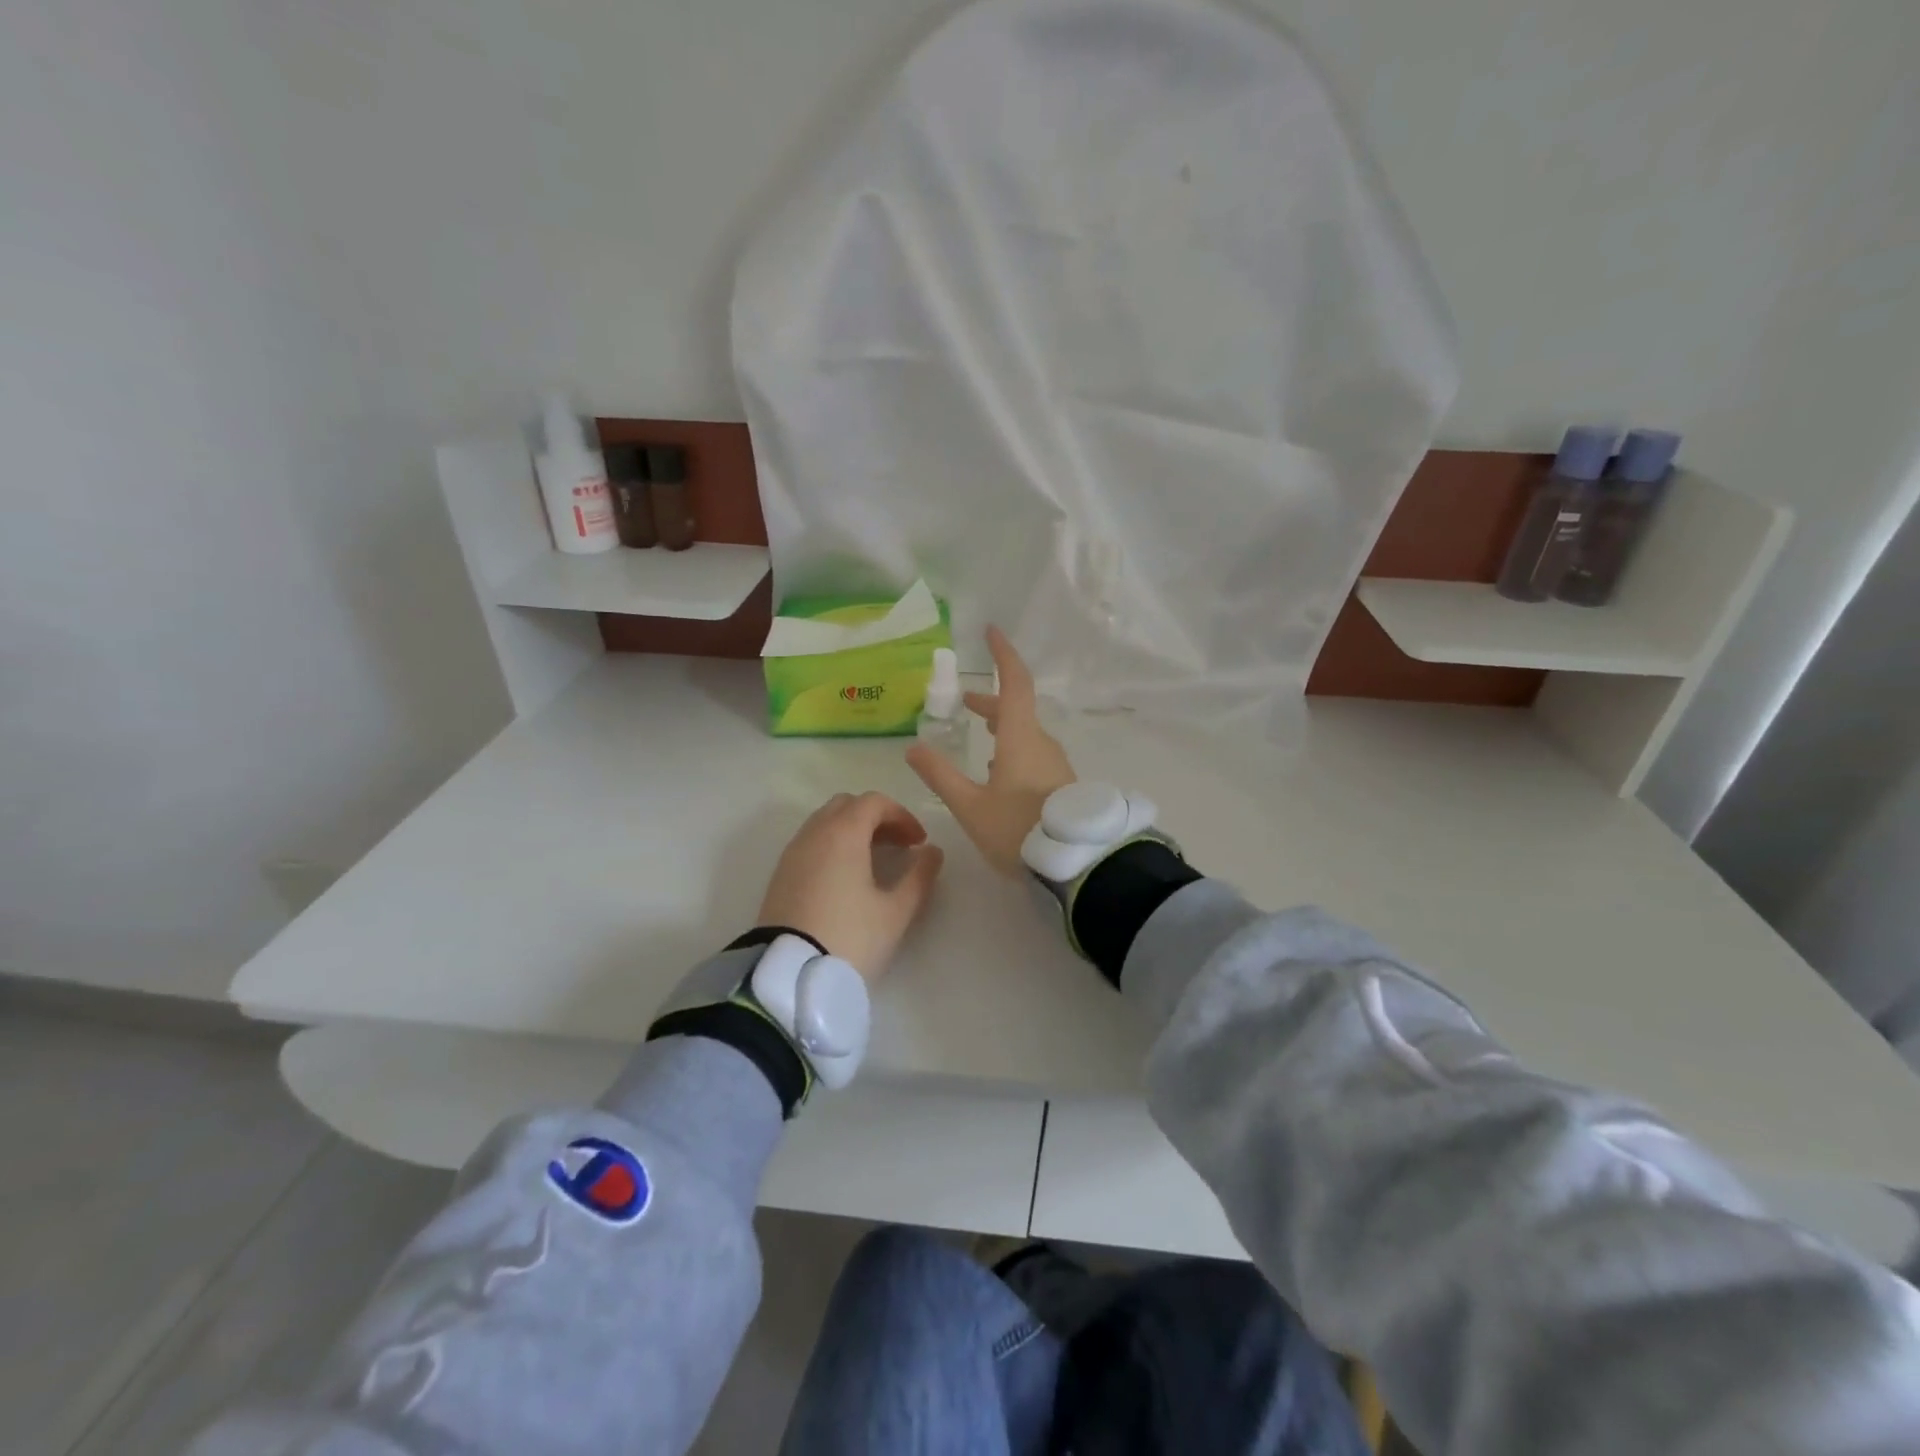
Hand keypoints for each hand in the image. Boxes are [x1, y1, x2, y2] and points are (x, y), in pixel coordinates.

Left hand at [757, 792, 944, 980]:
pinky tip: (846, 878)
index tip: (919, 842)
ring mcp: (792, 853)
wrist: (789, 976)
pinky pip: (810, 843)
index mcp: (843, 833)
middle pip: (847, 805)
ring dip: (853, 831)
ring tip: (874, 862)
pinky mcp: (780, 875)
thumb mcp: (896, 911)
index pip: (874, 802)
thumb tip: (932, 852)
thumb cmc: (850, 938)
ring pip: (825, 823)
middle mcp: (814, 833)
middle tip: (898, 846)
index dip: (902, 815)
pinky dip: (832, 846)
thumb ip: (920, 876)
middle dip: (876, 818)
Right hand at [907, 626, 1075, 874]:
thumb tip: (914, 747)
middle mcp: (1042, 743)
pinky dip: (1015, 749)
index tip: (991, 632)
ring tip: (982, 738)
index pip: (1014, 682)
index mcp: (1020, 738)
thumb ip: (940, 775)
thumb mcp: (970, 806)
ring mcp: (1057, 764)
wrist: (1076, 863)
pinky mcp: (1063, 784)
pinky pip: (1036, 754)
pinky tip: (1003, 775)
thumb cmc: (1018, 830)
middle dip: (992, 701)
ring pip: (1027, 734)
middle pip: (1018, 709)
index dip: (1003, 655)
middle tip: (967, 702)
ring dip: (1003, 727)